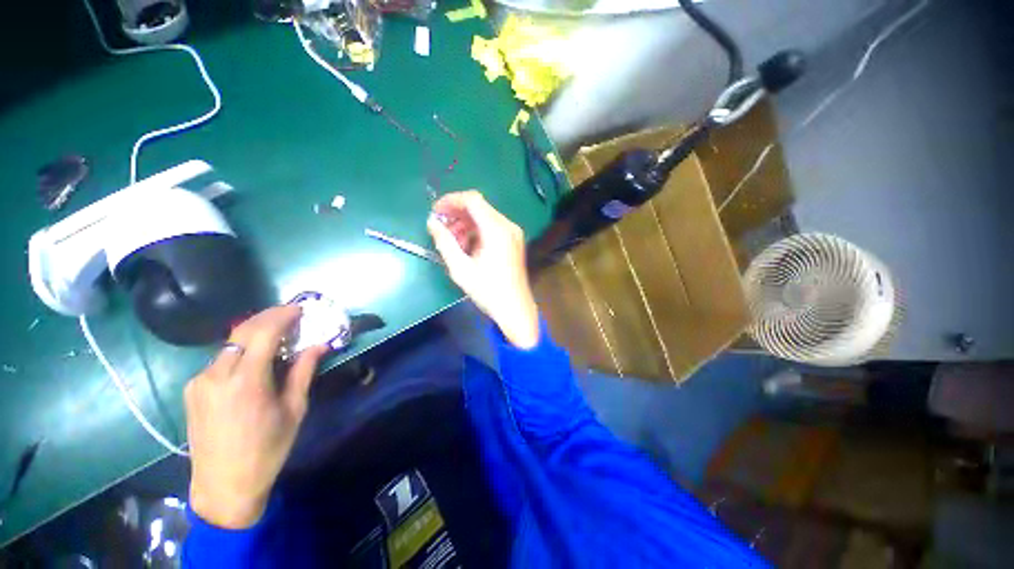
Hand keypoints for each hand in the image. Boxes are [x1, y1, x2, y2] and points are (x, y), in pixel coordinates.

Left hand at [185, 306, 327, 528]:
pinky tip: (254, 360)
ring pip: (230, 345)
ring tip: (277, 337)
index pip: (263, 333)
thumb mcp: (294, 409)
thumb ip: (304, 372)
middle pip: (242, 332)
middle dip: (268, 317)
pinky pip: (220, 360)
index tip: (300, 308)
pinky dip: (241, 351)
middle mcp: (217, 375)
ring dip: (254, 334)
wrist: (224, 485)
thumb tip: (320, 345)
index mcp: (246, 382)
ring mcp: (200, 382)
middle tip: (291, 315)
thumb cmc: (267, 449)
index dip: (282, 315)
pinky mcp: (193, 390)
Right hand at [427, 191, 539, 348]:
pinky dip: (476, 232)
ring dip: (465, 225)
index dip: (451, 201)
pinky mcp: (514, 241)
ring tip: (453, 244)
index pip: (472, 199)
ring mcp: (513, 233)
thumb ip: (444, 242)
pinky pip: (492, 227)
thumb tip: (432, 222)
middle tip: (442, 232)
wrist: (515, 309)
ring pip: (484, 217)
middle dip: (456, 216)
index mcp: (496, 230)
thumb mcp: (460, 268)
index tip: (435, 212)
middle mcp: (507, 226)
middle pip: (478, 207)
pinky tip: (467, 248)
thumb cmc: (488, 291)